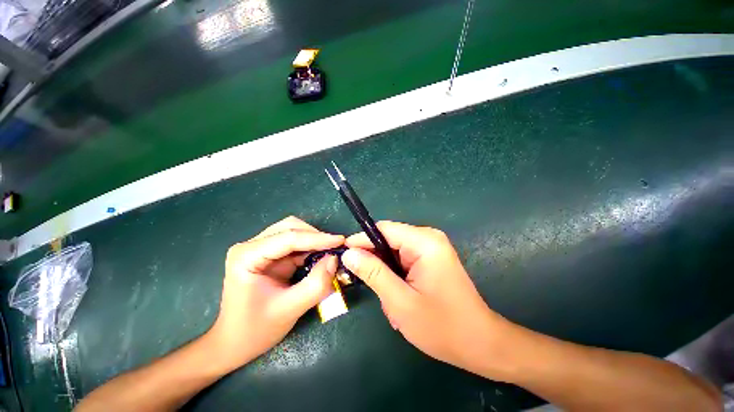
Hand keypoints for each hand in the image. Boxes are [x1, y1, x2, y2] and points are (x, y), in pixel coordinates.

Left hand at [206, 216, 342, 372]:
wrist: (233, 345)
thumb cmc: (254, 331)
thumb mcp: (288, 310)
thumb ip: (315, 285)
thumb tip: (334, 260)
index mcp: (247, 256)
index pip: (288, 238)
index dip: (318, 238)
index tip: (341, 241)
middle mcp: (252, 246)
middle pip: (291, 228)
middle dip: (315, 237)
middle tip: (336, 249)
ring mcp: (261, 249)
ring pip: (294, 232)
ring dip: (314, 241)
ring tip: (331, 253)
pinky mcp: (271, 256)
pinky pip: (296, 244)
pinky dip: (311, 248)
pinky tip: (321, 257)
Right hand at [343, 221, 511, 377]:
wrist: (479, 343)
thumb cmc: (442, 326)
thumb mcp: (400, 301)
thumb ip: (373, 272)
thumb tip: (349, 253)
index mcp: (425, 242)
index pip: (384, 229)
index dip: (361, 239)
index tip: (343, 253)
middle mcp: (428, 238)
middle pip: (389, 239)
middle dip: (375, 260)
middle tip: (366, 283)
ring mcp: (431, 248)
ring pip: (394, 251)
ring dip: (385, 272)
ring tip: (387, 298)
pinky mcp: (430, 258)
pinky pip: (403, 259)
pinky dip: (395, 275)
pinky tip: (398, 296)